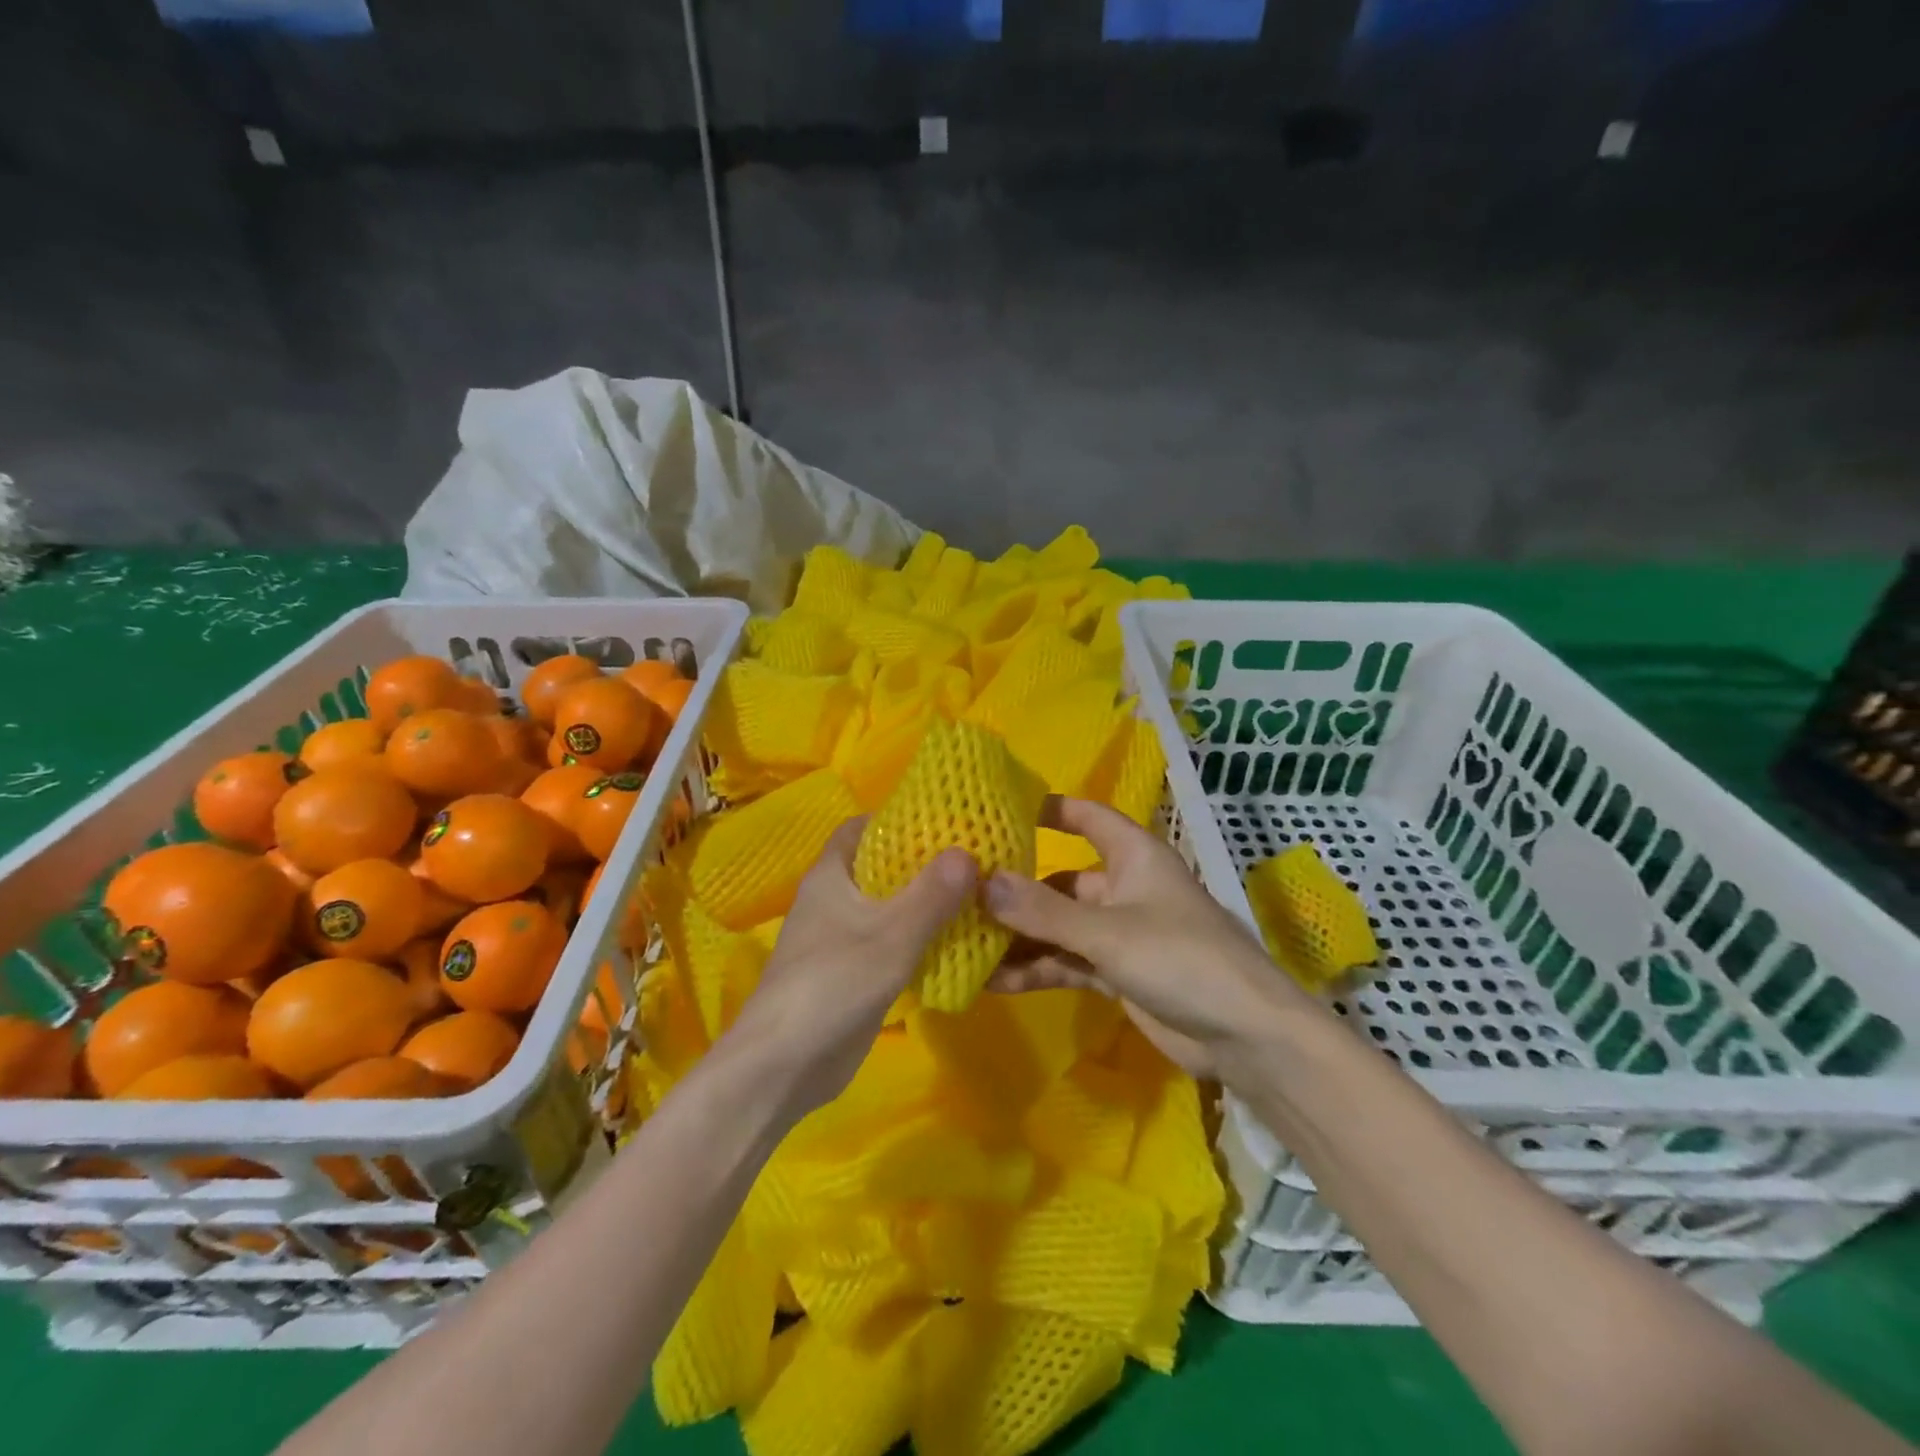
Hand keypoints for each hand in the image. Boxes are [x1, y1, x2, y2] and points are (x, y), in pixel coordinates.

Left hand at [725, 818, 976, 1118]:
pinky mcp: (851, 974)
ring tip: (973, 896)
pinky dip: (917, 939)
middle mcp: (832, 901)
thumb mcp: (892, 935)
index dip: (896, 819)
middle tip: (971, 859)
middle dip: (921, 863)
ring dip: (923, 904)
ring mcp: (839, 939)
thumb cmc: (833, 984)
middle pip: (879, 867)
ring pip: (887, 908)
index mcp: (831, 877)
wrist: (784, 1065)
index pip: (861, 829)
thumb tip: (968, 852)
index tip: (941, 821)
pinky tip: (954, 943)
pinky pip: (889, 944)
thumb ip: (932, 894)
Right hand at [985, 797, 1305, 1077]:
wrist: (1245, 1037)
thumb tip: (979, 882)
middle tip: (960, 898)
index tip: (999, 811)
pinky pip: (1067, 963)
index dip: (1050, 810)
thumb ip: (1043, 911)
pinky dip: (1037, 970)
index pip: (1088, 817)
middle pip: (1061, 881)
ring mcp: (1120, 933)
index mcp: (1133, 856)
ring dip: (1020, 938)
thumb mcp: (1107, 932)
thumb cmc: (1182, 959)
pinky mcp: (1117, 973)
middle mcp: (1124, 888)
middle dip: (1016, 892)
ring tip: (965, 946)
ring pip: (1059, 927)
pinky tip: (993, 982)